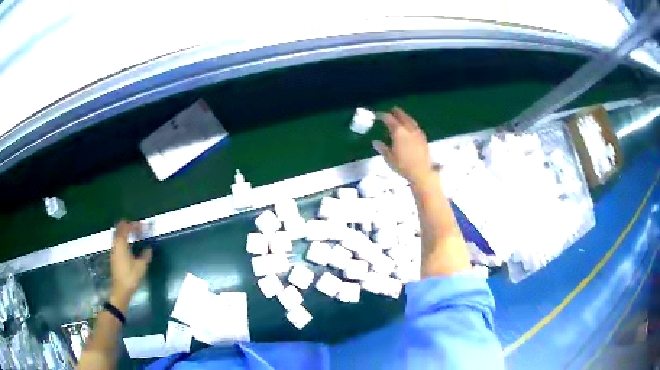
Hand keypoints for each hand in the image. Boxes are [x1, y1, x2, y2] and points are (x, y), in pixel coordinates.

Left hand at [110, 220, 151, 302]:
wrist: (120, 289)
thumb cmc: (130, 276)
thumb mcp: (141, 266)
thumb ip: (145, 254)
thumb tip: (149, 247)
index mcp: (121, 243)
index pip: (126, 226)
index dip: (135, 225)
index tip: (143, 227)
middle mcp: (115, 243)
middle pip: (119, 227)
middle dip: (129, 225)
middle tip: (138, 229)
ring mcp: (113, 249)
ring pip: (118, 234)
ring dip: (126, 232)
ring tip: (135, 236)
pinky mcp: (114, 255)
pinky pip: (118, 240)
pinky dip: (124, 238)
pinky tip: (131, 245)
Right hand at [372, 107, 433, 184]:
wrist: (422, 173)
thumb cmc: (404, 166)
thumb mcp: (389, 158)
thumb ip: (383, 148)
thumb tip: (375, 142)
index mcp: (399, 132)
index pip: (389, 119)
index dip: (383, 116)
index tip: (378, 115)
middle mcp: (409, 130)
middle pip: (403, 117)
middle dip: (397, 112)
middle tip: (393, 109)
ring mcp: (417, 133)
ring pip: (411, 121)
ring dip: (406, 116)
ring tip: (402, 116)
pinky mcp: (423, 139)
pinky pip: (416, 127)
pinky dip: (412, 124)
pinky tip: (411, 127)